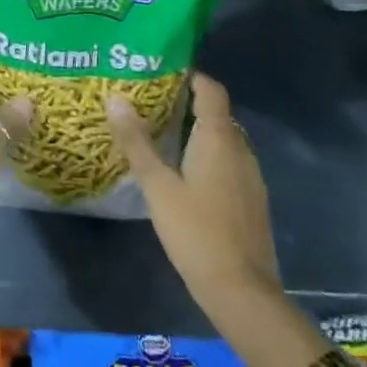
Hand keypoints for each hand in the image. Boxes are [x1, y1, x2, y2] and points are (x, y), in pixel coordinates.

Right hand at [107, 73, 280, 313]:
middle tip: (150, 104)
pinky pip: (228, 163)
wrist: (242, 293)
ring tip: (161, 136)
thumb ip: (136, 142)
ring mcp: (251, 177)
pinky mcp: (252, 200)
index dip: (190, 76)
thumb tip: (115, 98)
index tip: (161, 72)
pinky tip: (183, 174)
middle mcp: (240, 149)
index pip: (210, 90)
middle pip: (216, 113)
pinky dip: (207, 157)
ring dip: (197, 132)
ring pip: (223, 140)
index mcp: (218, 138)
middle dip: (186, 104)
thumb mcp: (157, 186)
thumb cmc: (196, 232)